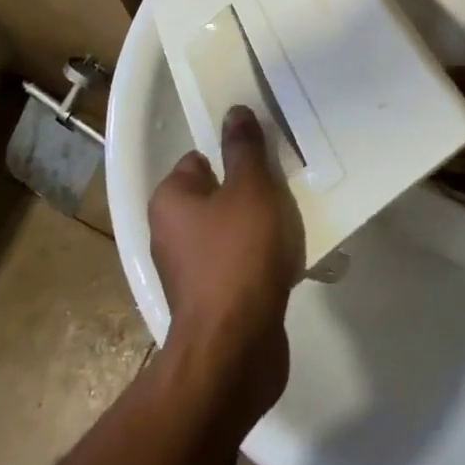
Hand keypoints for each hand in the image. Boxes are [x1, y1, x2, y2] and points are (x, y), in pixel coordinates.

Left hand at [147, 106, 302, 426]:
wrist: (233, 353)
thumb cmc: (237, 257)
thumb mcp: (249, 188)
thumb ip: (244, 148)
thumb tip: (234, 111)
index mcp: (170, 200)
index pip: (200, 159)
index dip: (233, 155)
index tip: (265, 159)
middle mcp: (172, 233)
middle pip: (219, 194)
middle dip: (252, 191)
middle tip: (285, 187)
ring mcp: (191, 271)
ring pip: (233, 230)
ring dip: (262, 226)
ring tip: (294, 221)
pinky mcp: (213, 302)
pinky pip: (241, 264)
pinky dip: (262, 259)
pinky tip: (290, 258)